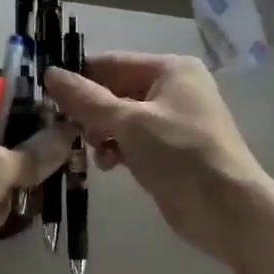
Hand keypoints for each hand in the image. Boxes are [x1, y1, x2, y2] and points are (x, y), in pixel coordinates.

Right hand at [45, 53, 273, 264]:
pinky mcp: (168, 151)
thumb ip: (87, 100)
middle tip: (65, 130)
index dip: (79, 77)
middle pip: (115, 91)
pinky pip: (132, 141)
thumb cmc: (180, 155)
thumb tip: (50, 74)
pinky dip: (116, 149)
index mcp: (170, 70)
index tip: (45, 95)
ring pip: (120, 119)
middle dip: (90, 111)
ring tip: (91, 150)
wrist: (228, 210)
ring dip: (101, 133)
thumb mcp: (130, 123)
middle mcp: (173, 89)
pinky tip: (106, 165)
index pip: (113, 63)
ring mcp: (172, 122)